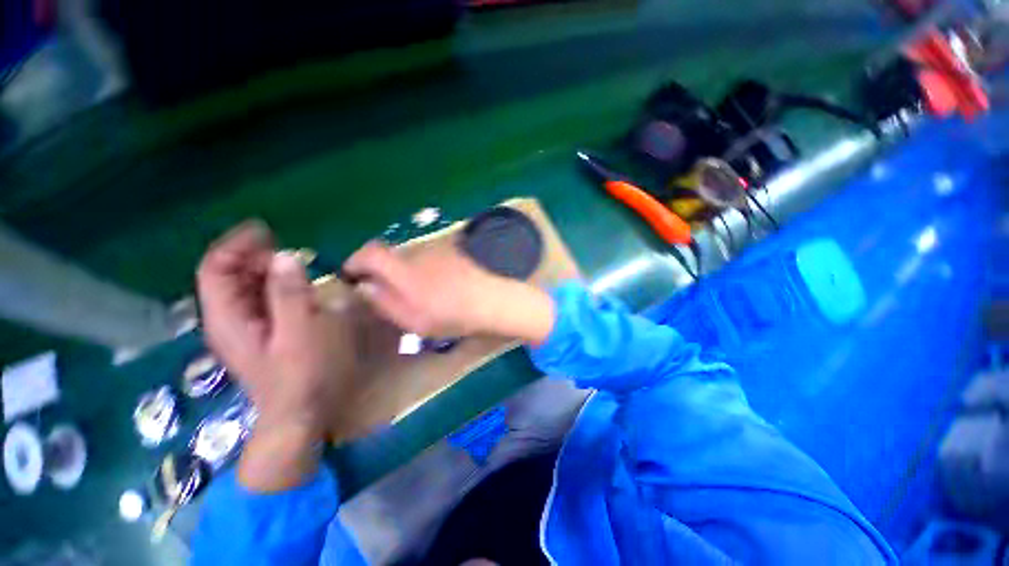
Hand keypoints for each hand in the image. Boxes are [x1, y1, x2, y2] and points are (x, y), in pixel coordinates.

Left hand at [196, 221, 355, 489]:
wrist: (299, 416)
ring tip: (295, 263)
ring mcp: (243, 330)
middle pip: (227, 277)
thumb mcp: (301, 333)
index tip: (264, 229)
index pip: (215, 270)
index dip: (235, 245)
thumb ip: (292, 294)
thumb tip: (285, 257)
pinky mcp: (260, 336)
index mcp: (227, 319)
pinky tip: (296, 288)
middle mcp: (227, 321)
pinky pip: (259, 302)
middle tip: (288, 248)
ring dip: (265, 271)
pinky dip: (274, 288)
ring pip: (243, 289)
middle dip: (252, 256)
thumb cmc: (302, 376)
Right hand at [343, 240, 556, 344]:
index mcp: (403, 271)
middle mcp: (418, 254)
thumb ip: (385, 302)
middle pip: (391, 256)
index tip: (353, 275)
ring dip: (407, 274)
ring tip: (423, 297)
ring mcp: (438, 251)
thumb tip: (365, 287)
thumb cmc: (454, 316)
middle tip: (390, 295)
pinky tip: (442, 289)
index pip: (369, 252)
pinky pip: (430, 260)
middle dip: (383, 273)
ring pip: (412, 260)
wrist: (494, 300)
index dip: (356, 260)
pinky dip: (427, 272)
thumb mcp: (414, 321)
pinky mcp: (453, 253)